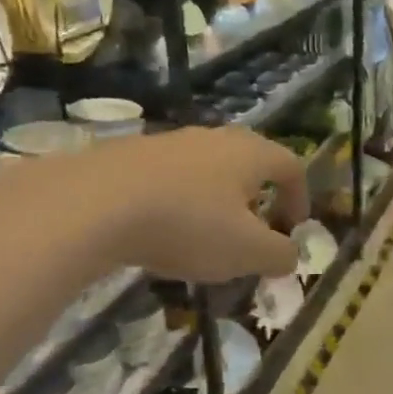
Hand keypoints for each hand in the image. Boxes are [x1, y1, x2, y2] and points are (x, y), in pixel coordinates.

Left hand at [85, 127, 308, 282]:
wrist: (92, 204)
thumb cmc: (188, 225)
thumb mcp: (248, 252)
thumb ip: (280, 255)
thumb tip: (290, 254)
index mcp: (249, 154)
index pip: (291, 166)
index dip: (300, 198)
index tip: (294, 229)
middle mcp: (212, 138)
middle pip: (248, 164)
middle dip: (257, 200)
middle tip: (253, 233)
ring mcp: (167, 143)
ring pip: (206, 172)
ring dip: (216, 203)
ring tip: (206, 239)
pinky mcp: (128, 155)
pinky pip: (169, 180)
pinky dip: (178, 204)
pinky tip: (162, 234)